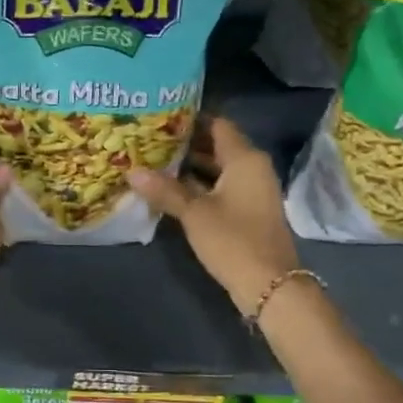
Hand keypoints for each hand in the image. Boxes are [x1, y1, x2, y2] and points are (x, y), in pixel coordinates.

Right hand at [129, 116, 301, 312]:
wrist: (270, 286)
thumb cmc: (233, 240)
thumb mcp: (194, 213)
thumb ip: (164, 190)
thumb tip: (131, 171)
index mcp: (245, 159)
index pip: (217, 124)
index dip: (190, 118)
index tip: (160, 116)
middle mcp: (252, 168)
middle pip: (217, 145)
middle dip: (185, 143)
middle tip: (149, 138)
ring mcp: (251, 190)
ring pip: (217, 168)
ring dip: (189, 166)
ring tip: (153, 160)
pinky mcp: (247, 210)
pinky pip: (220, 186)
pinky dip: (198, 185)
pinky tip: (170, 189)